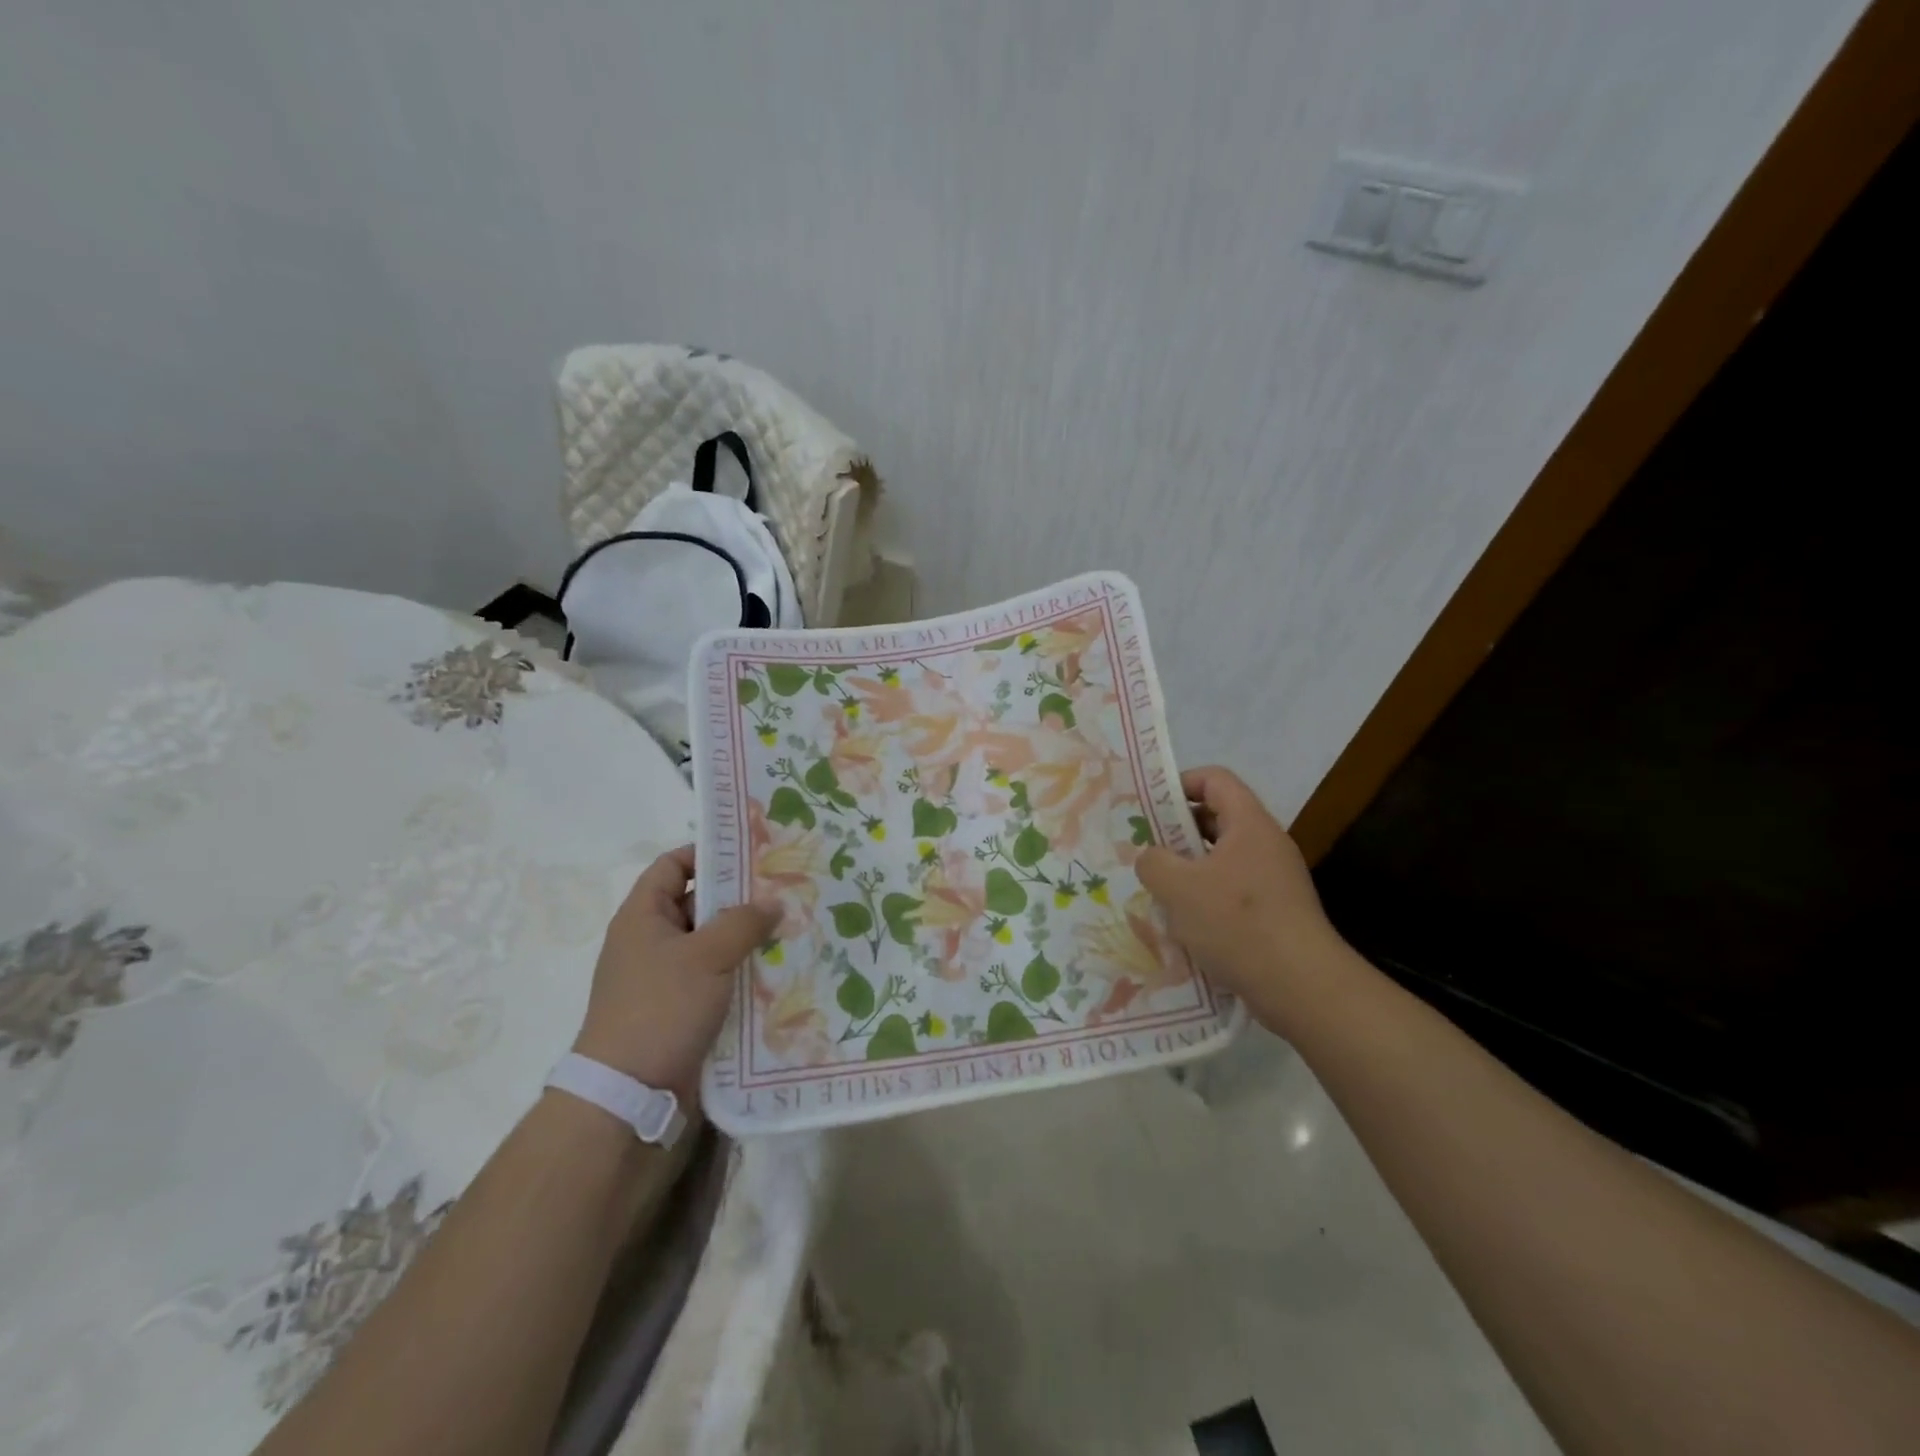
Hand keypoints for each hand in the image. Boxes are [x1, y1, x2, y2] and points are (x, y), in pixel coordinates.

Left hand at [571, 847, 779, 1105]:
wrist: (630, 1095)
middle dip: (741, 898)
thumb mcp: (707, 956)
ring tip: (794, 927)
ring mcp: (668, 979)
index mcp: (643, 917)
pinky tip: (781, 970)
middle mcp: (653, 942)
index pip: (673, 865)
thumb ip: (743, 922)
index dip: (708, 853)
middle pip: (699, 904)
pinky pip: (719, 980)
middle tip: (787, 890)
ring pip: (714, 945)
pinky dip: (744, 973)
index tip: (752, 853)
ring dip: (748, 939)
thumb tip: (774, 902)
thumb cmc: (661, 1009)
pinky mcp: (684, 1011)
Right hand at [1136, 767, 1348, 1022]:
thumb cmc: (1237, 924)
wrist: (1302, 988)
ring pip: (1221, 858)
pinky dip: (1205, 898)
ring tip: (1158, 890)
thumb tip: (1152, 858)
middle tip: (1145, 850)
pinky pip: (1232, 890)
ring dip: (1188, 869)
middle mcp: (1265, 844)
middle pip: (1217, 818)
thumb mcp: (1178, 888)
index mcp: (1249, 824)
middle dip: (1177, 831)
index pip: (1215, 779)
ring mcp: (1274, 879)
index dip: (1180, 784)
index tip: (1149, 807)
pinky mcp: (1275, 912)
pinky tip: (1184, 924)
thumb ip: (1153, 863)